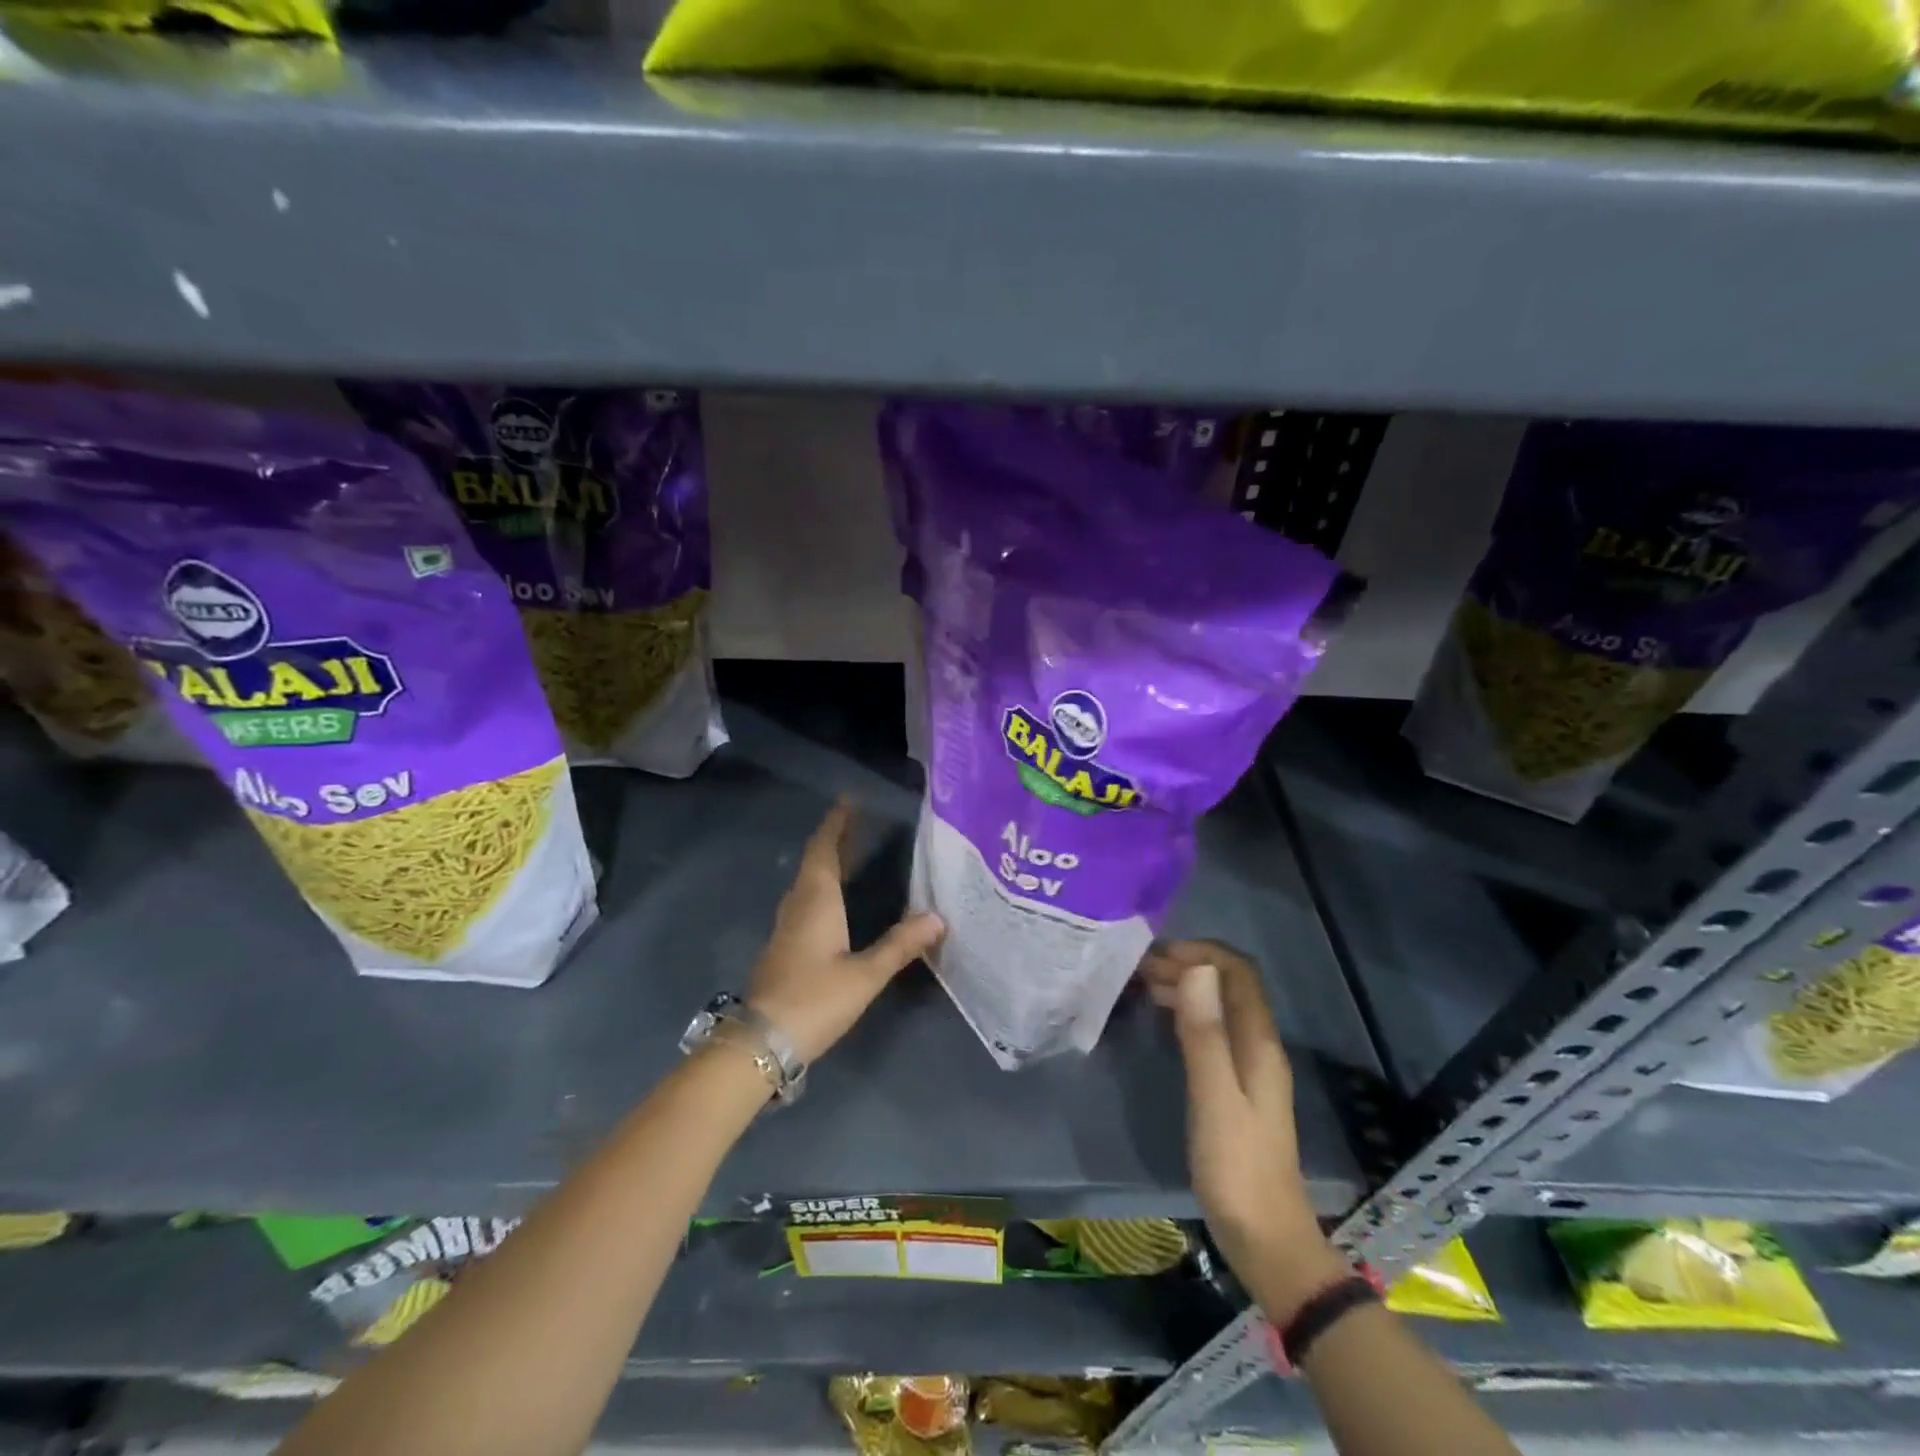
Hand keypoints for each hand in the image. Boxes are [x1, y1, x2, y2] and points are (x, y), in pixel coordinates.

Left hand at [747, 800, 944, 1063]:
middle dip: (836, 839)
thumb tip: (938, 917)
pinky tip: (837, 901)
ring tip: (853, 853)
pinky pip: (806, 901)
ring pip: (808, 882)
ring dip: (828, 863)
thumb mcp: (865, 974)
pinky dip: (823, 887)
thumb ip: (900, 945)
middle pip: (815, 862)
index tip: (849, 801)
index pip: (824, 850)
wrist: (762, 1042)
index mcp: (816, 901)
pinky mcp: (785, 947)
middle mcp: (798, 905)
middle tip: (860, 823)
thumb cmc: (814, 1000)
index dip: (836, 824)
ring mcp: (787, 927)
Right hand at [1141, 941, 1347, 1320]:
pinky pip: (1212, 1031)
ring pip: (1219, 1007)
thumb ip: (1205, 1034)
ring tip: (1142, 986)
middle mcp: (1259, 1046)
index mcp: (1259, 1043)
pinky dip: (1187, 1014)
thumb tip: (1198, 968)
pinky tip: (1161, 1021)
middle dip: (1188, 966)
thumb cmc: (1237, 1168)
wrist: (1266, 1240)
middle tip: (1139, 968)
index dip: (1202, 952)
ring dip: (1186, 988)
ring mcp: (1248, 1067)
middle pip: (1229, 986)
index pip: (1239, 973)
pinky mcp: (1235, 1086)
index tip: (1157, 954)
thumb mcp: (1214, 1097)